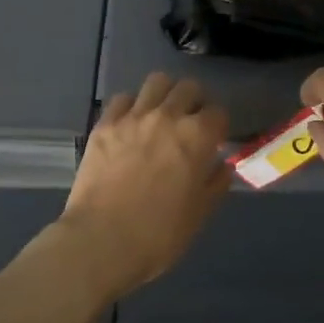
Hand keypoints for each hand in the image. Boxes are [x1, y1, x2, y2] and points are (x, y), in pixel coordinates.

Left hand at [59, 73, 230, 297]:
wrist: (102, 241)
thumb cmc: (159, 234)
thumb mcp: (199, 214)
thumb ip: (215, 183)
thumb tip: (221, 166)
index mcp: (197, 137)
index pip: (218, 112)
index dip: (219, 126)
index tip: (215, 140)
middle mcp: (167, 116)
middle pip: (188, 88)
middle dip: (195, 102)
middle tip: (190, 123)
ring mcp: (133, 117)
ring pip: (157, 82)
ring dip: (165, 94)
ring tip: (162, 114)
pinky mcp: (105, 124)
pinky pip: (122, 99)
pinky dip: (132, 106)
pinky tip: (131, 124)